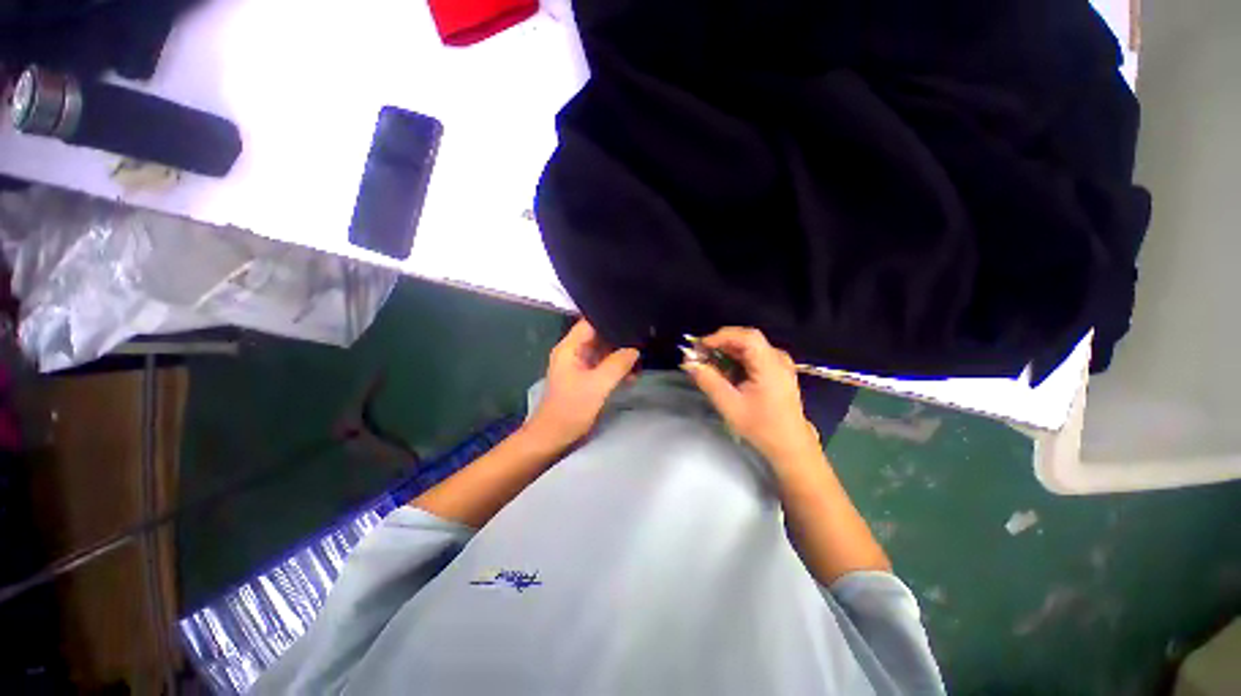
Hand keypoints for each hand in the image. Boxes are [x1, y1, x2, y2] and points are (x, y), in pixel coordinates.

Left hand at [522, 319, 639, 453]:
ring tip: (642, 357)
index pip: (590, 323)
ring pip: (603, 352)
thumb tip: (634, 350)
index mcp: (569, 348)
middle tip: (642, 336)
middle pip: (598, 336)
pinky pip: (604, 366)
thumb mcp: (597, 385)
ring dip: (620, 355)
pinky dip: (616, 368)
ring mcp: (580, 365)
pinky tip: (633, 373)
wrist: (554, 437)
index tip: (631, 318)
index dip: (609, 318)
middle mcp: (573, 352)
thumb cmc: (570, 409)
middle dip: (619, 337)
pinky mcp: (586, 378)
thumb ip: (617, 364)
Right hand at [681, 327, 818, 462]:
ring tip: (708, 363)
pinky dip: (736, 359)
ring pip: (749, 347)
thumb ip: (708, 381)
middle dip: (720, 344)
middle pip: (746, 339)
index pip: (746, 337)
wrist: (790, 445)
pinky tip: (724, 371)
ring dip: (726, 351)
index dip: (721, 336)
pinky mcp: (777, 371)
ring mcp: (780, 364)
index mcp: (770, 366)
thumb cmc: (761, 427)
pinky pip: (753, 356)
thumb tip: (689, 363)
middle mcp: (778, 359)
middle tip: (700, 355)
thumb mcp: (730, 406)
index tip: (700, 347)